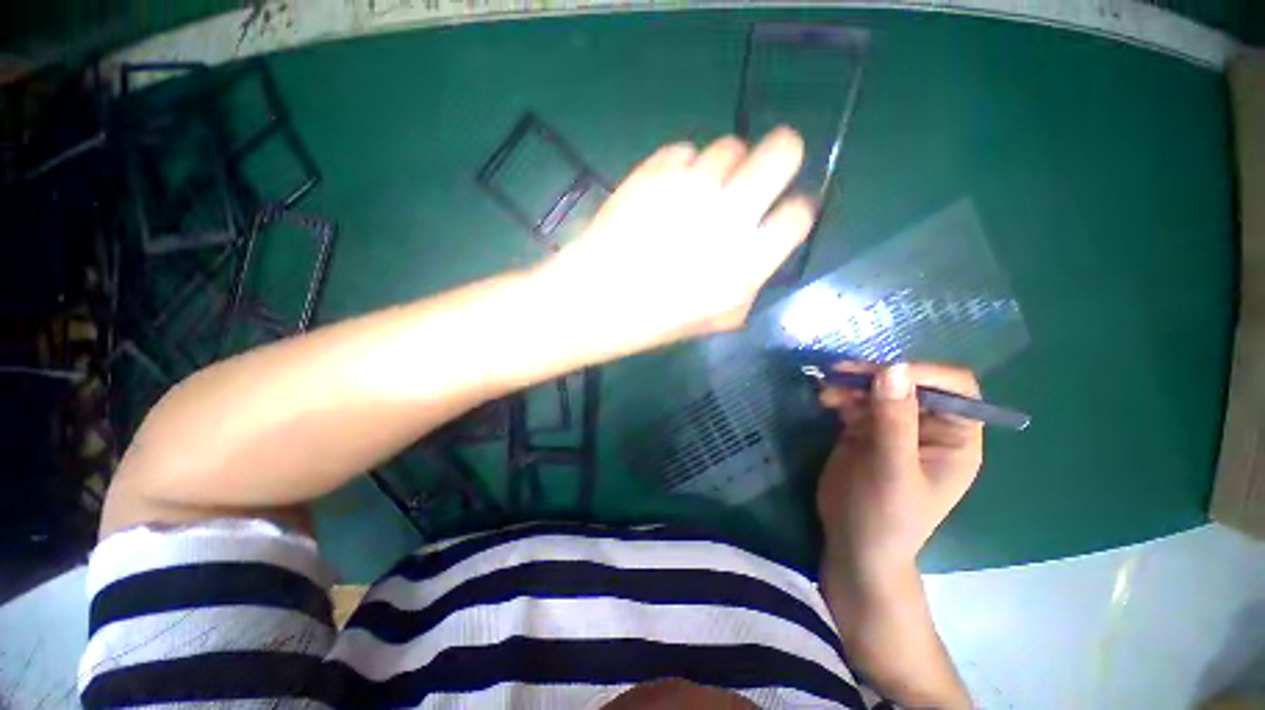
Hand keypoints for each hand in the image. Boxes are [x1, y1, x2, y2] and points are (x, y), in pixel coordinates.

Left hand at [537, 128, 814, 358]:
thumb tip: (763, 245)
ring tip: (700, 193)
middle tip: (760, 173)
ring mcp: (690, 187)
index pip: (799, 213)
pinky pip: (685, 151)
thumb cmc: (657, 319)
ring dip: (723, 167)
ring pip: (730, 145)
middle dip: (781, 155)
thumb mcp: (718, 319)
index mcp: (748, 262)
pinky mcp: (655, 171)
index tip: (780, 212)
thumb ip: (752, 282)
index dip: (794, 209)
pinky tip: (667, 192)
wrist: (597, 299)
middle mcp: (728, 216)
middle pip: (784, 150)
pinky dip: (682, 168)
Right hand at [816, 362, 982, 587]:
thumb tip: (892, 369)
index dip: (923, 374)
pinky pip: (855, 401)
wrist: (853, 544)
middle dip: (877, 376)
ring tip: (827, 390)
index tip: (883, 374)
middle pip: (909, 383)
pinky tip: (824, 399)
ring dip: (853, 384)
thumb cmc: (886, 517)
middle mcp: (927, 427)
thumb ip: (894, 421)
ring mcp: (893, 427)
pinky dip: (840, 395)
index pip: (954, 389)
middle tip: (841, 373)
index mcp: (955, 438)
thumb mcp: (893, 470)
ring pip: (878, 389)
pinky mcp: (864, 429)